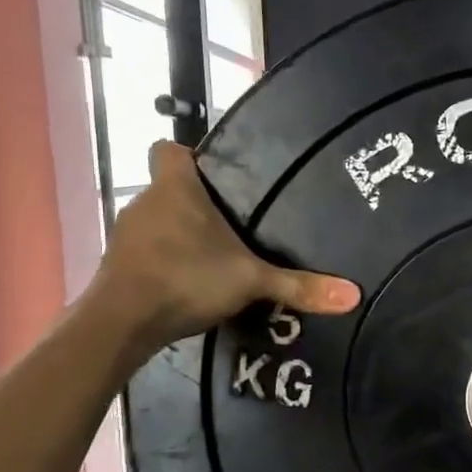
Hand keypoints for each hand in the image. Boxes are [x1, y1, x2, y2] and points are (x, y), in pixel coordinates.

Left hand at [92, 142, 358, 357]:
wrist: (121, 322)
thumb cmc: (185, 279)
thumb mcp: (250, 281)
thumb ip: (298, 286)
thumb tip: (353, 295)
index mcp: (175, 188)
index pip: (169, 149)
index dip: (189, 157)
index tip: (215, 177)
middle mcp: (145, 201)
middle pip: (168, 188)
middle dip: (195, 204)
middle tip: (232, 226)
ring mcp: (127, 234)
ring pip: (156, 222)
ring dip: (178, 236)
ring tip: (213, 258)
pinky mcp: (118, 265)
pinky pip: (145, 252)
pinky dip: (163, 262)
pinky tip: (188, 284)